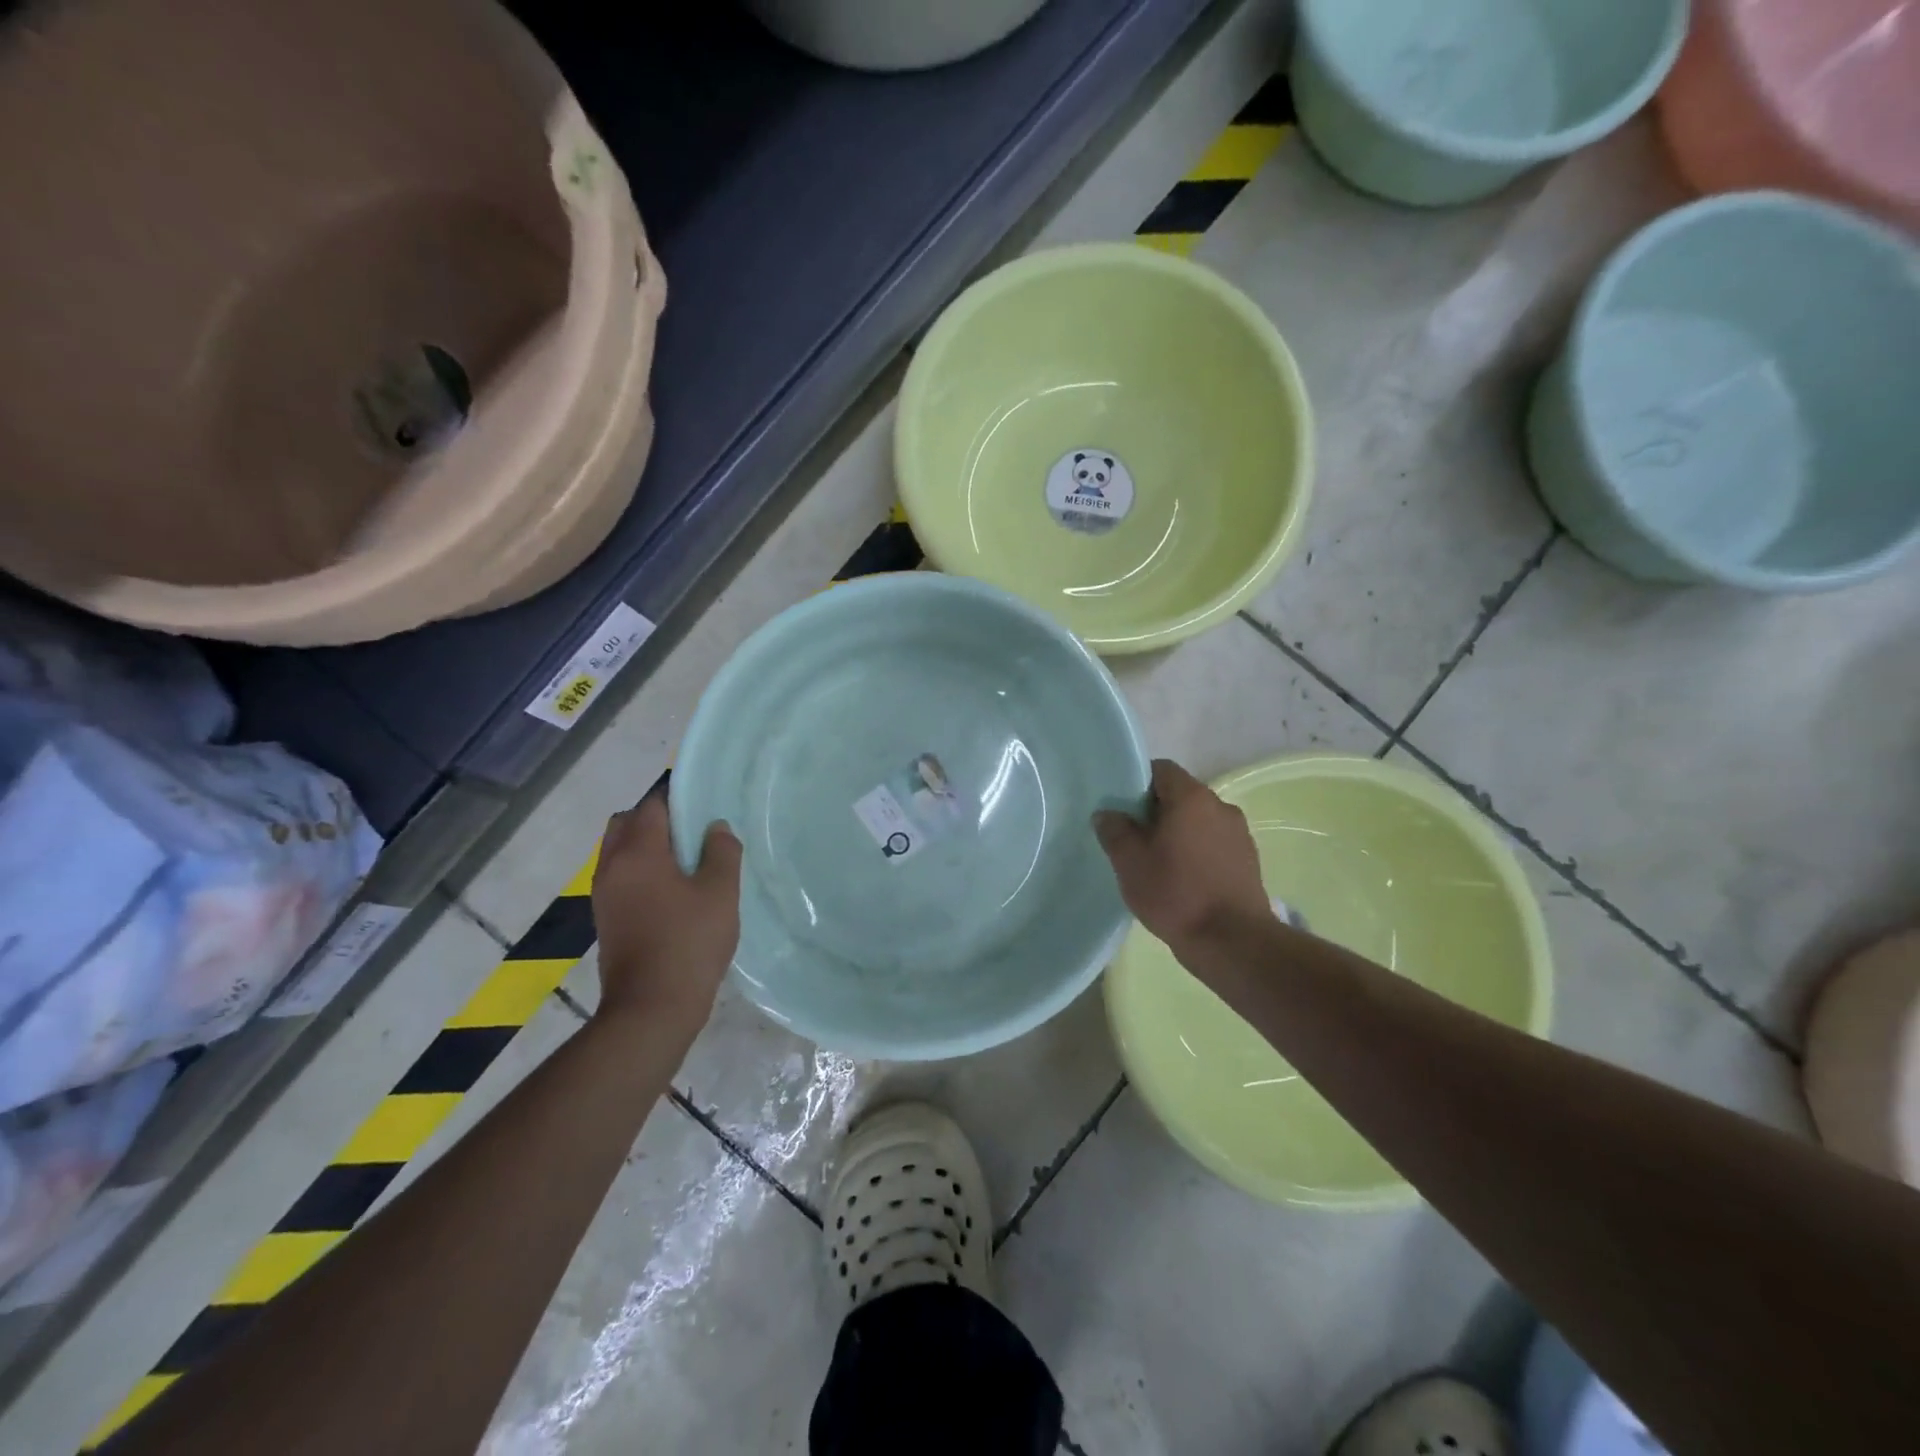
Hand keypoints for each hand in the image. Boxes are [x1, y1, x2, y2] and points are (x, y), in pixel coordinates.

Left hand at [590, 791, 740, 1031]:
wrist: (651, 1008)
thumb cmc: (689, 942)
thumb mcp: (720, 893)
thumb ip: (722, 852)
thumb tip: (715, 828)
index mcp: (638, 852)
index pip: (652, 805)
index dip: (678, 798)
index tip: (705, 805)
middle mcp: (612, 866)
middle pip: (627, 823)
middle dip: (656, 819)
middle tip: (692, 833)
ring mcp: (604, 895)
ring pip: (620, 851)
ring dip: (647, 847)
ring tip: (687, 863)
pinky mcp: (606, 918)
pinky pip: (621, 876)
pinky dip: (642, 871)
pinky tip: (674, 892)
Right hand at [1093, 759, 1270, 953]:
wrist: (1232, 942)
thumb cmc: (1176, 893)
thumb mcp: (1129, 862)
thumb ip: (1114, 831)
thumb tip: (1107, 814)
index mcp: (1192, 797)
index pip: (1162, 770)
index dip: (1138, 783)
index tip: (1122, 808)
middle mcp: (1221, 806)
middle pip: (1181, 795)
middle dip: (1156, 811)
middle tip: (1133, 838)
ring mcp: (1239, 834)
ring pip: (1199, 822)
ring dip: (1178, 834)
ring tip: (1158, 863)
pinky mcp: (1248, 861)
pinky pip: (1214, 844)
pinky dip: (1197, 853)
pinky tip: (1183, 880)